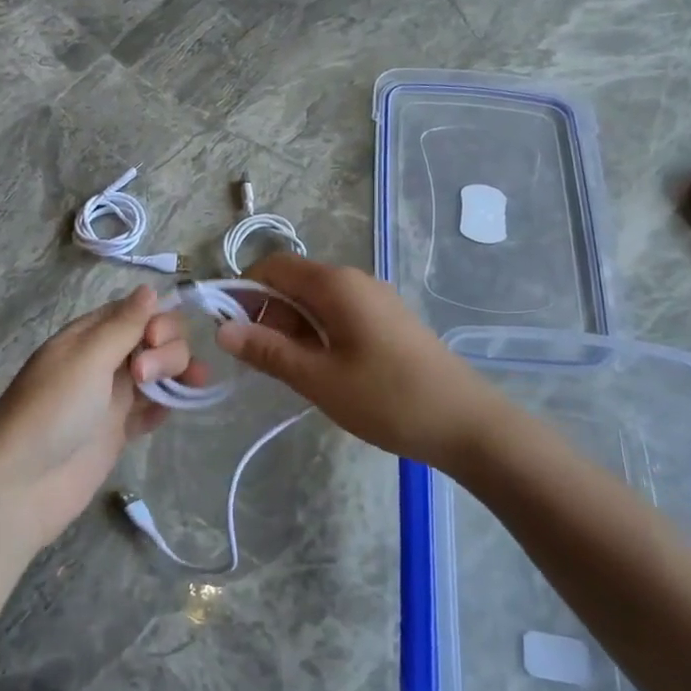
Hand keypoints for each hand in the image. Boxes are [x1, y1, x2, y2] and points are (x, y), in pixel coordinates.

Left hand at [0, 285, 201, 550]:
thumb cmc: (51, 412)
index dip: (157, 320)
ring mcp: (112, 397)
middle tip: (144, 377)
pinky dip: (166, 406)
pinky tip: (167, 413)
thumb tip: (151, 288)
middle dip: (166, 350)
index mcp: (89, 336)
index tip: (154, 340)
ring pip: (159, 372)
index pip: (137, 311)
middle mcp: (103, 360)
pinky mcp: (119, 431)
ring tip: (181, 393)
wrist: (22, 486)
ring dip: (176, 374)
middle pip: (154, 340)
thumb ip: (123, 325)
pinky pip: (152, 408)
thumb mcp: (86, 358)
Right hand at [216, 255, 518, 468]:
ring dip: (292, 328)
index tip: (230, 331)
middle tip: (260, 361)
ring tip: (290, 372)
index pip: (274, 267)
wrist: (467, 423)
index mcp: (335, 284)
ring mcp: (376, 300)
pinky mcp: (389, 321)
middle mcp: (355, 281)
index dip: (244, 291)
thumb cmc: (387, 398)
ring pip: (316, 302)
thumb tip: (223, 330)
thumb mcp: (318, 378)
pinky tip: (322, 371)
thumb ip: (268, 351)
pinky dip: (318, 335)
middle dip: (267, 314)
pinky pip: (339, 315)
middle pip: (294, 283)